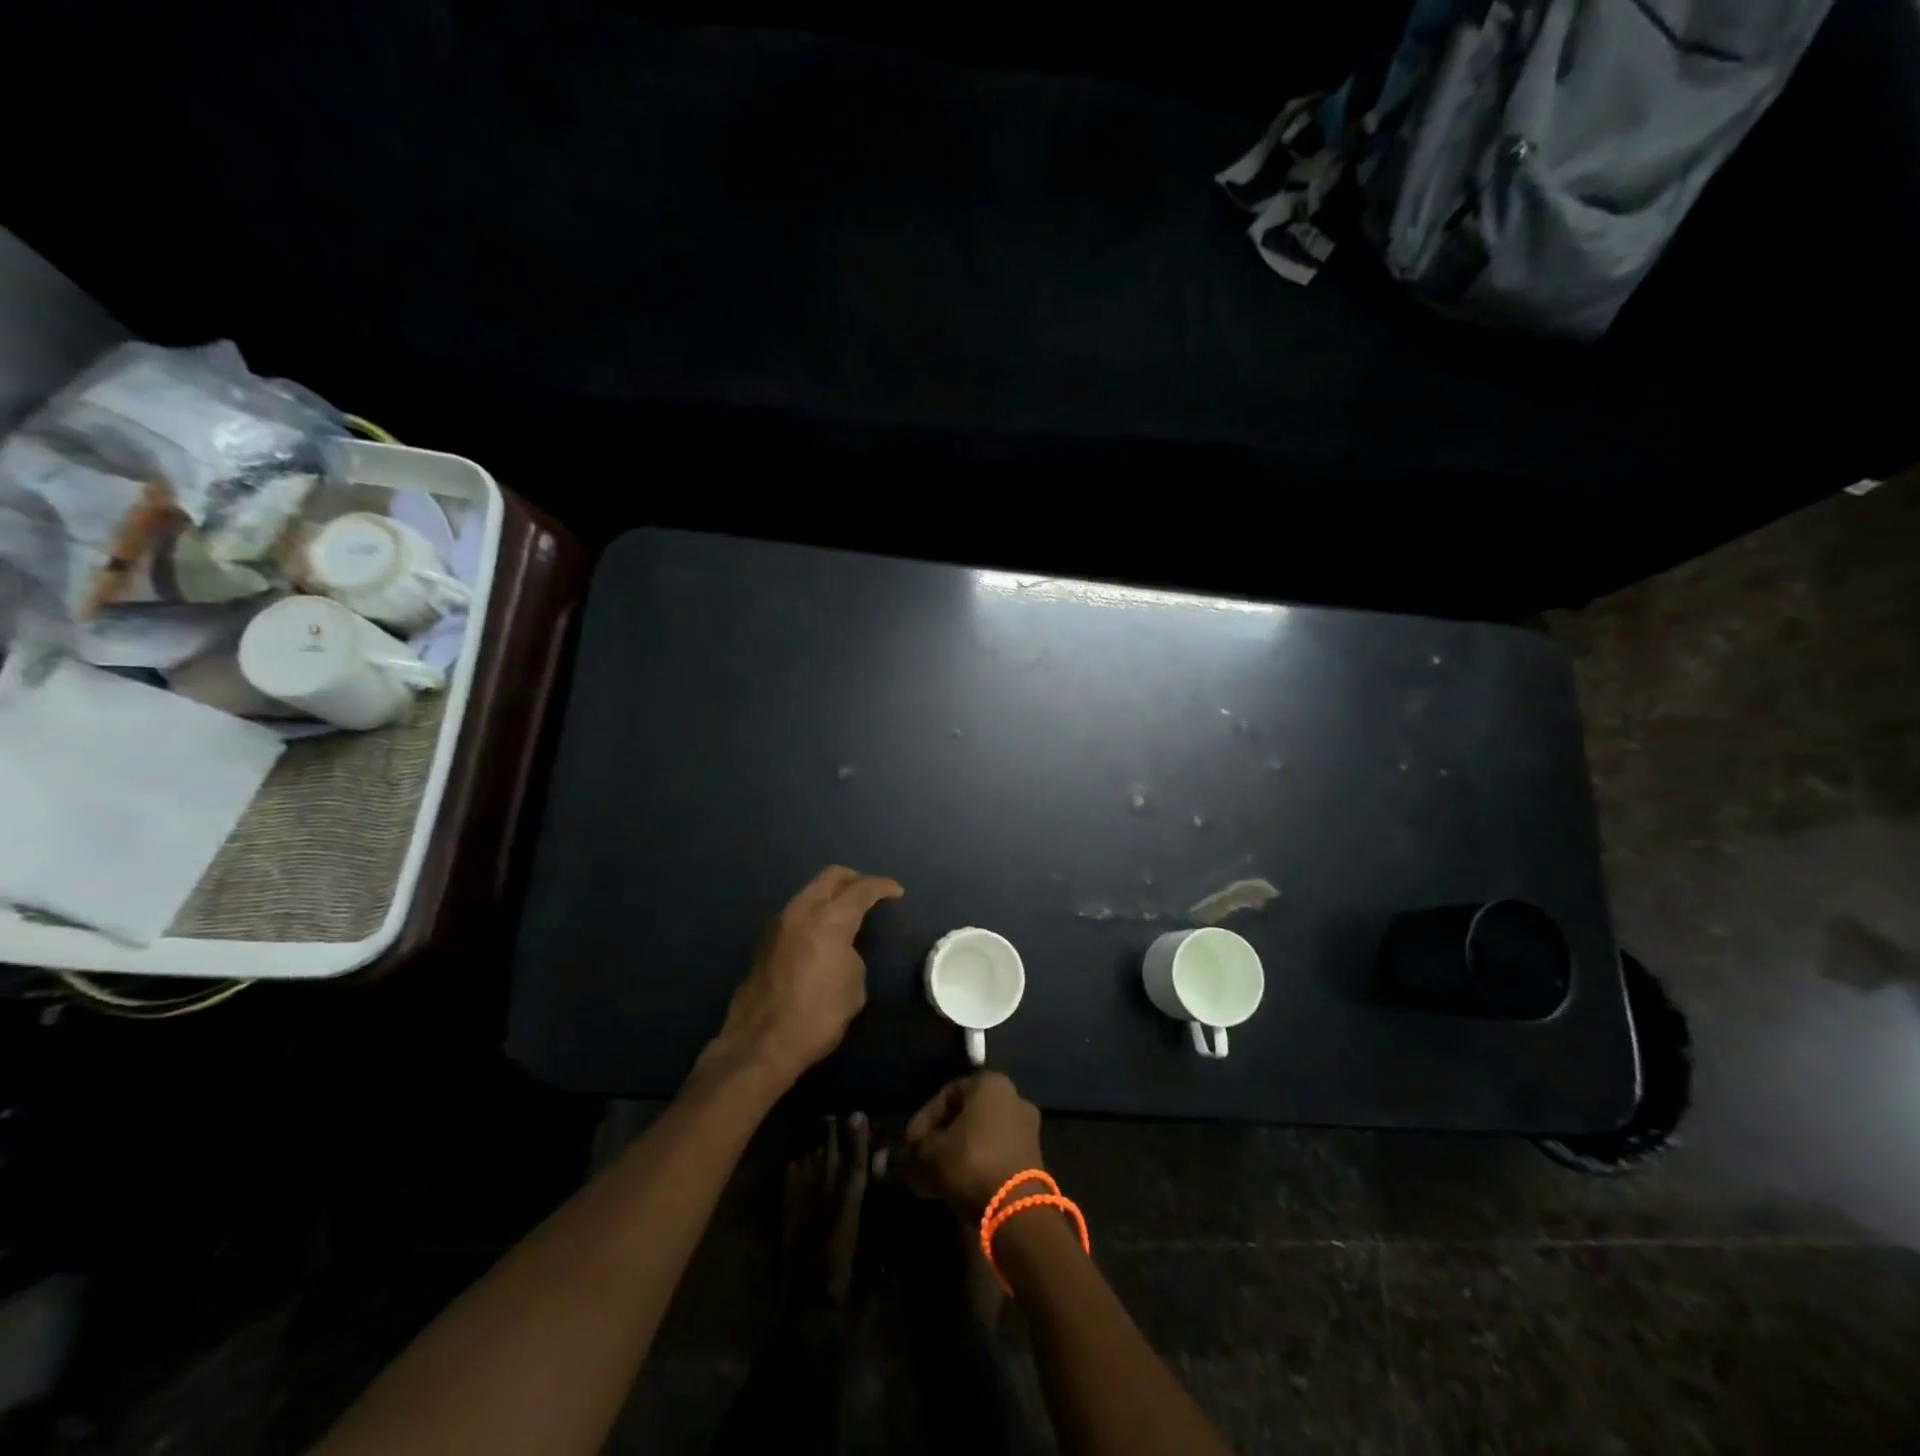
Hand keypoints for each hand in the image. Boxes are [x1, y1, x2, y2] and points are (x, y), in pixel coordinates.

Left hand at [710, 866, 903, 1084]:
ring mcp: (779, 923)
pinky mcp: (765, 941)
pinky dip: (814, 913)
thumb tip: (842, 951)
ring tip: (847, 914)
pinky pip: (796, 913)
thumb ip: (852, 956)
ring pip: (809, 892)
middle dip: (854, 879)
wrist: (761, 1043)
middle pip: (831, 876)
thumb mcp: (853, 987)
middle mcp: (802, 910)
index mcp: (830, 918)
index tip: (896, 892)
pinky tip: (822, 934)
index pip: (862, 888)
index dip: (882, 886)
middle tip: (871, 893)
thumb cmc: (817, 1015)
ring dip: (830, 896)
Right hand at [897, 1072, 1045, 1218]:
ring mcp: (1026, 1127)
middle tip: (921, 1158)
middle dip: (941, 1136)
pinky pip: (995, 1151)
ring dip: (957, 1151)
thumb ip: (907, 1154)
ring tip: (935, 1175)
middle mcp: (1013, 1097)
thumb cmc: (971, 1163)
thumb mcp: (930, 1156)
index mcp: (991, 1083)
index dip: (924, 1117)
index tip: (910, 1142)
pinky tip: (957, 1184)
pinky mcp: (1033, 1156)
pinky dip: (976, 1163)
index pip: (948, 1092)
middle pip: (966, 1114)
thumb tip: (881, 1160)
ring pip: (981, 1135)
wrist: (1017, 1208)